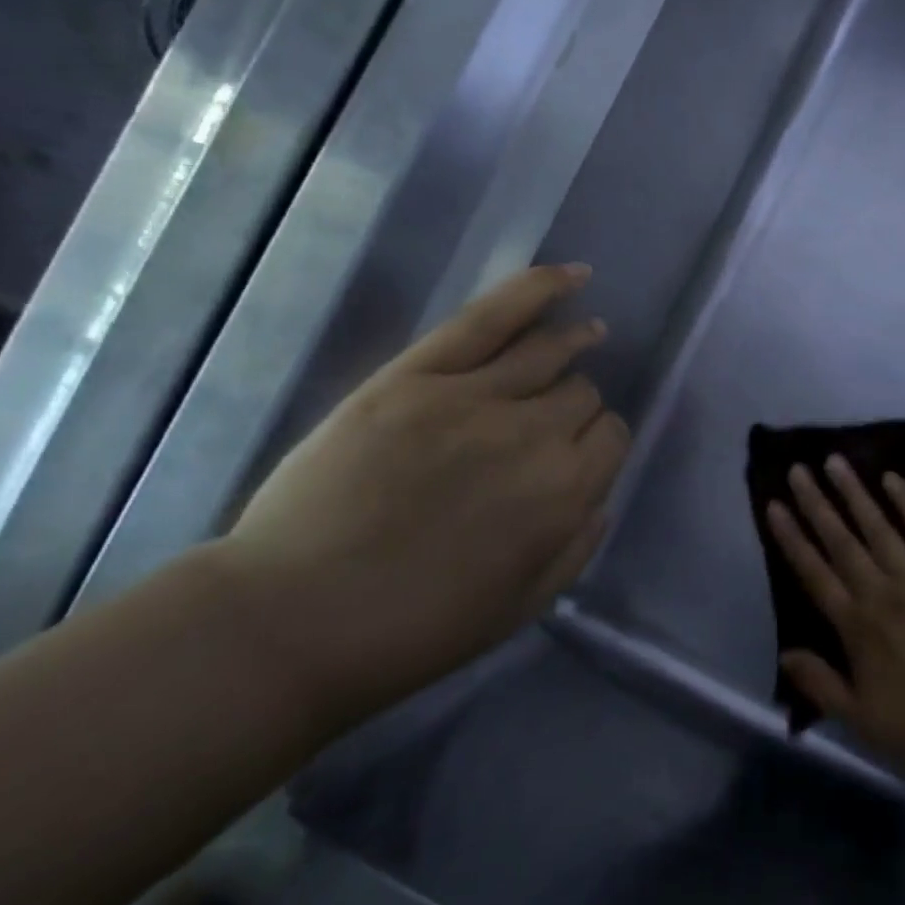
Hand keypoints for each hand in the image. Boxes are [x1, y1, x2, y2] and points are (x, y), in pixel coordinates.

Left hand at [216, 264, 630, 724]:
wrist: (294, 620)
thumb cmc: (414, 629)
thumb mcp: (521, 607)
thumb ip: (577, 546)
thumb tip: (599, 495)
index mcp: (564, 495)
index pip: (610, 439)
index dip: (600, 444)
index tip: (580, 457)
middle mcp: (533, 435)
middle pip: (580, 394)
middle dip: (578, 408)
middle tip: (552, 426)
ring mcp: (472, 397)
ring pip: (548, 352)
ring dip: (576, 341)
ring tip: (590, 333)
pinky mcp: (418, 375)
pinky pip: (491, 318)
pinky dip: (537, 289)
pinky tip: (572, 275)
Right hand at [767, 457, 904, 779]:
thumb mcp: (860, 719)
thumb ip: (820, 683)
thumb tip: (785, 652)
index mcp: (856, 626)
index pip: (814, 573)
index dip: (791, 538)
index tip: (773, 505)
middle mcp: (882, 592)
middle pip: (841, 540)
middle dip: (816, 503)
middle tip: (798, 469)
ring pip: (879, 527)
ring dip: (855, 493)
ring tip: (836, 461)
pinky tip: (892, 478)